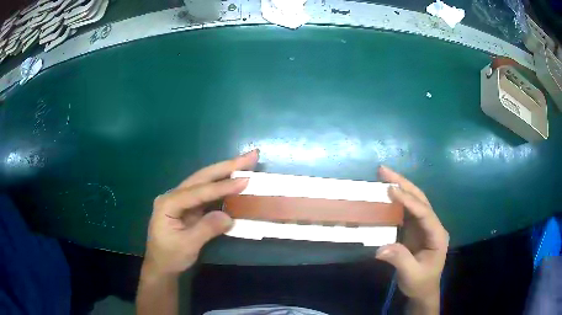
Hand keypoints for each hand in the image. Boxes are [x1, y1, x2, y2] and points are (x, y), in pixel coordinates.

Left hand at [142, 150, 258, 275]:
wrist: (161, 266)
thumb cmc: (170, 256)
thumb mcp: (187, 245)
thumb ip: (206, 229)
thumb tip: (229, 217)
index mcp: (168, 203)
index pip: (198, 191)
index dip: (222, 186)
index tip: (245, 180)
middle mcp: (174, 196)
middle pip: (201, 177)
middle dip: (226, 166)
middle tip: (250, 156)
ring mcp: (181, 200)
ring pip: (204, 182)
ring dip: (225, 172)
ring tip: (246, 163)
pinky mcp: (189, 207)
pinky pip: (207, 194)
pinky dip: (222, 187)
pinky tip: (234, 180)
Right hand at [375, 166, 448, 305]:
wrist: (423, 290)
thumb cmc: (421, 282)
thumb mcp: (412, 274)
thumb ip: (399, 260)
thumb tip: (380, 248)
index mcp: (437, 234)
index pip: (424, 213)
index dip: (408, 201)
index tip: (391, 190)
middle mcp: (433, 225)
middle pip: (420, 199)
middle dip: (404, 184)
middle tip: (384, 171)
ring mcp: (424, 226)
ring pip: (414, 201)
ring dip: (400, 186)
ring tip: (383, 176)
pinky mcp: (415, 229)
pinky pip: (406, 210)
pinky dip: (396, 200)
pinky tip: (386, 194)